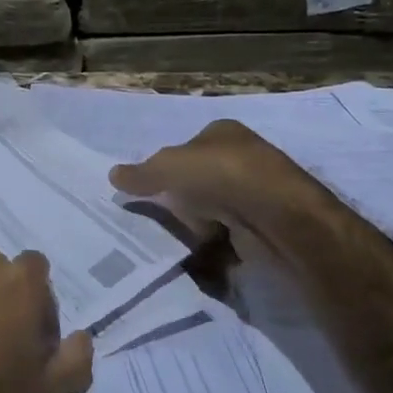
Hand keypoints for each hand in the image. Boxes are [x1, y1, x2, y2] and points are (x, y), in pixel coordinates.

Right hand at [109, 120, 308, 259]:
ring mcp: (257, 196)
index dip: (166, 169)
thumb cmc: (221, 177)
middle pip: (198, 184)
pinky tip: (203, 260)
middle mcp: (243, 159)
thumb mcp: (168, 167)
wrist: (280, 221)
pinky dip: (216, 252)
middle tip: (161, 221)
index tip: (151, 192)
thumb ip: (140, 173)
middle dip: (181, 204)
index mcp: (224, 133)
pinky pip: (229, 240)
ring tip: (179, 244)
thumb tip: (113, 174)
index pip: (187, 149)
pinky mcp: (266, 229)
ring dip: (197, 230)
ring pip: (213, 214)